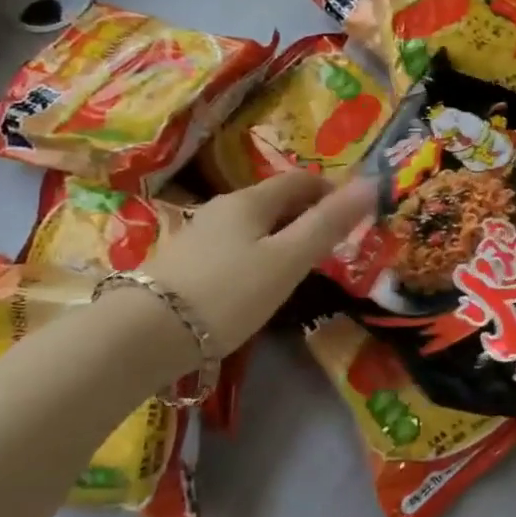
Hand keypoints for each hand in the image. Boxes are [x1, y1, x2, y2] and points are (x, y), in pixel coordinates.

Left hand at [141, 172, 372, 351]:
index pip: (300, 180)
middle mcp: (223, 208)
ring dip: (282, 235)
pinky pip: (234, 246)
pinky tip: (257, 282)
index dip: (331, 190)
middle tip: (334, 243)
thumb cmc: (228, 293)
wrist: (144, 336)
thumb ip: (329, 223)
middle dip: (308, 213)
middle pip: (275, 200)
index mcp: (251, 200)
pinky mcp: (184, 262)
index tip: (354, 213)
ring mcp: (199, 234)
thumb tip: (372, 182)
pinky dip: (257, 253)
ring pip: (253, 224)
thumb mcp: (288, 260)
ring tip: (301, 265)